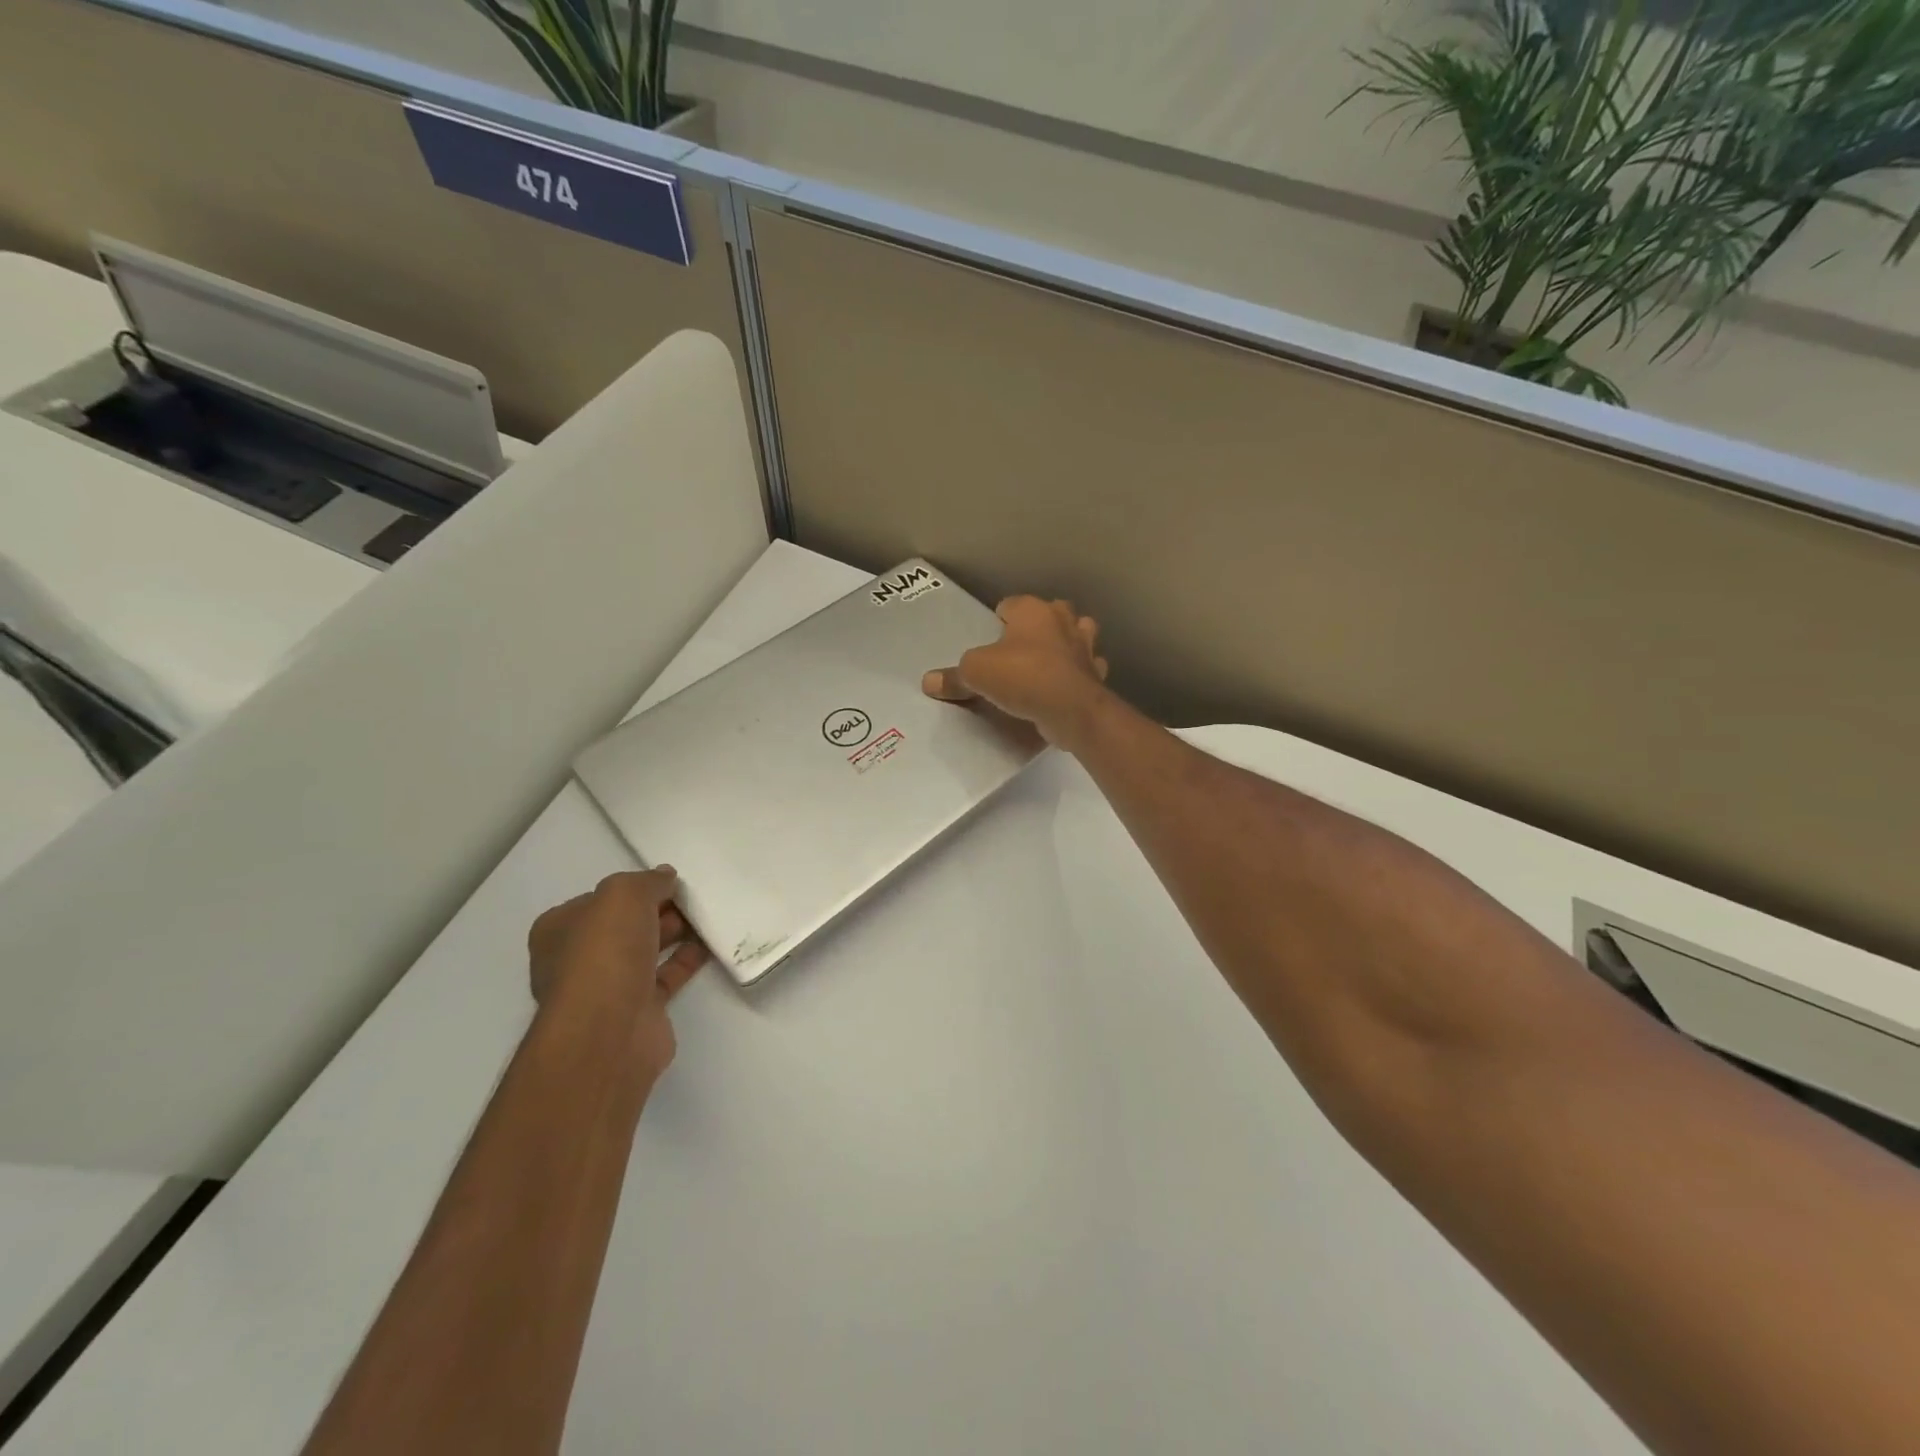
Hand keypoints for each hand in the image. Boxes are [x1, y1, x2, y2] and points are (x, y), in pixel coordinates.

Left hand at [527, 868, 706, 1086]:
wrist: (610, 1030)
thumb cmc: (604, 952)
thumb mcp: (623, 895)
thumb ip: (646, 881)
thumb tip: (665, 878)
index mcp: (559, 930)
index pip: (598, 900)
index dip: (633, 888)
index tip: (668, 881)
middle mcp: (578, 959)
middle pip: (624, 925)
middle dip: (658, 909)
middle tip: (692, 897)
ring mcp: (607, 987)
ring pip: (646, 950)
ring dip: (675, 932)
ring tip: (708, 915)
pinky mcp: (638, 1009)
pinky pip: (666, 975)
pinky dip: (687, 959)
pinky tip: (711, 944)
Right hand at [922, 596, 1111, 747]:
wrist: (1072, 709)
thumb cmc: (1022, 676)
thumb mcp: (976, 673)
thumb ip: (954, 676)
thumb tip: (928, 681)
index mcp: (1033, 610)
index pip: (1011, 604)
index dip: (998, 620)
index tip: (989, 640)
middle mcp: (1063, 620)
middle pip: (1049, 614)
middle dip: (1037, 627)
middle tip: (1017, 651)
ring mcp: (1085, 647)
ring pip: (1077, 636)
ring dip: (1065, 646)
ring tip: (1045, 665)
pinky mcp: (1097, 674)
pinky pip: (1085, 669)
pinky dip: (1077, 675)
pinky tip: (1064, 689)